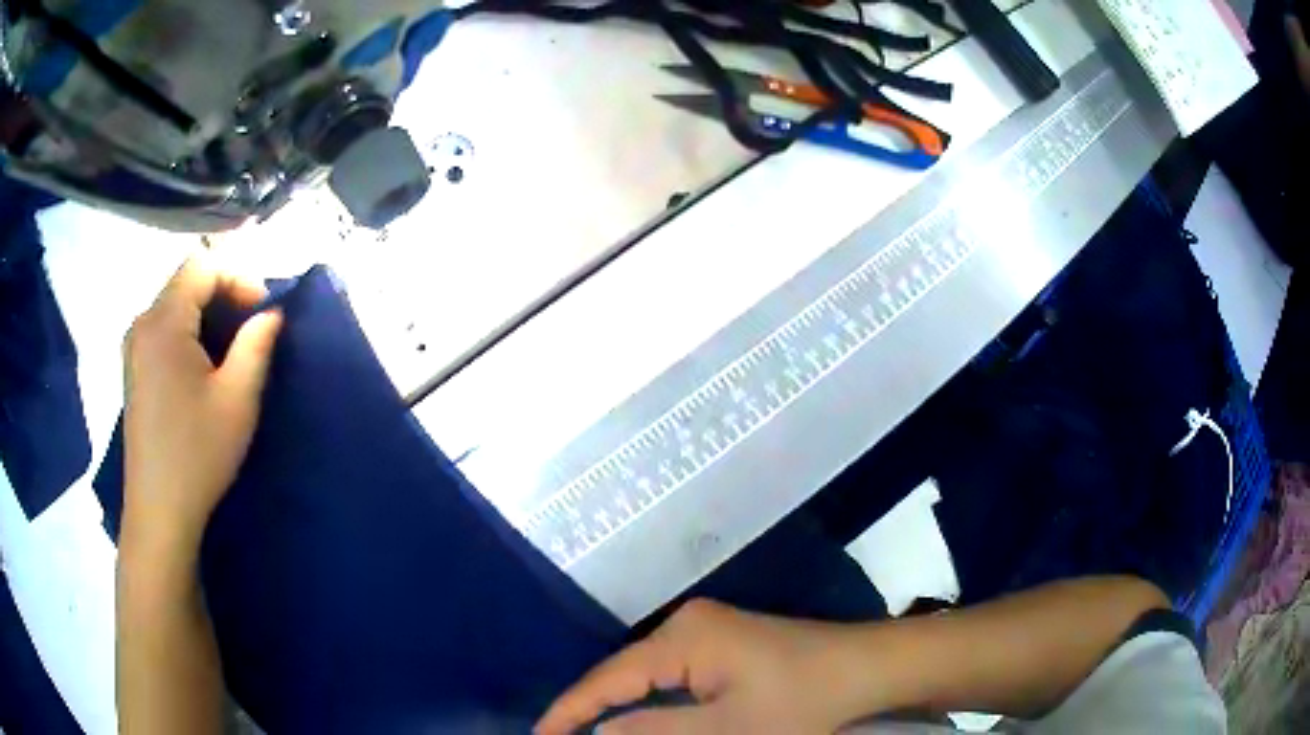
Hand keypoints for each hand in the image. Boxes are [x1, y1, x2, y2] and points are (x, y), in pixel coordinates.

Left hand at [121, 257, 282, 553]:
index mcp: (163, 322)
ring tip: (231, 350)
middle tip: (253, 329)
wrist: (159, 512)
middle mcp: (142, 324)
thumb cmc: (197, 454)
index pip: (203, 266)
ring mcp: (133, 348)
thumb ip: (257, 345)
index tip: (263, 311)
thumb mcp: (237, 399)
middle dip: (224, 294)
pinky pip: (163, 330)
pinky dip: (188, 333)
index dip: (238, 276)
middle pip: (186, 282)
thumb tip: (272, 313)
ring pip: (175, 305)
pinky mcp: (133, 370)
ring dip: (207, 315)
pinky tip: (202, 368)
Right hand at [536, 599, 868, 734]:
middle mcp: (687, 623)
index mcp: (682, 637)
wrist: (865, 668)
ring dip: (623, 708)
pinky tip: (642, 720)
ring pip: (647, 675)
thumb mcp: (727, 730)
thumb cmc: (800, 701)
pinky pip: (672, 674)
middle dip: (592, 710)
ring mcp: (708, 630)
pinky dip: (653, 700)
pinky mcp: (724, 642)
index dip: (569, 710)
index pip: (607, 678)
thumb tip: (598, 730)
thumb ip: (655, 730)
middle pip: (623, 674)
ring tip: (589, 733)